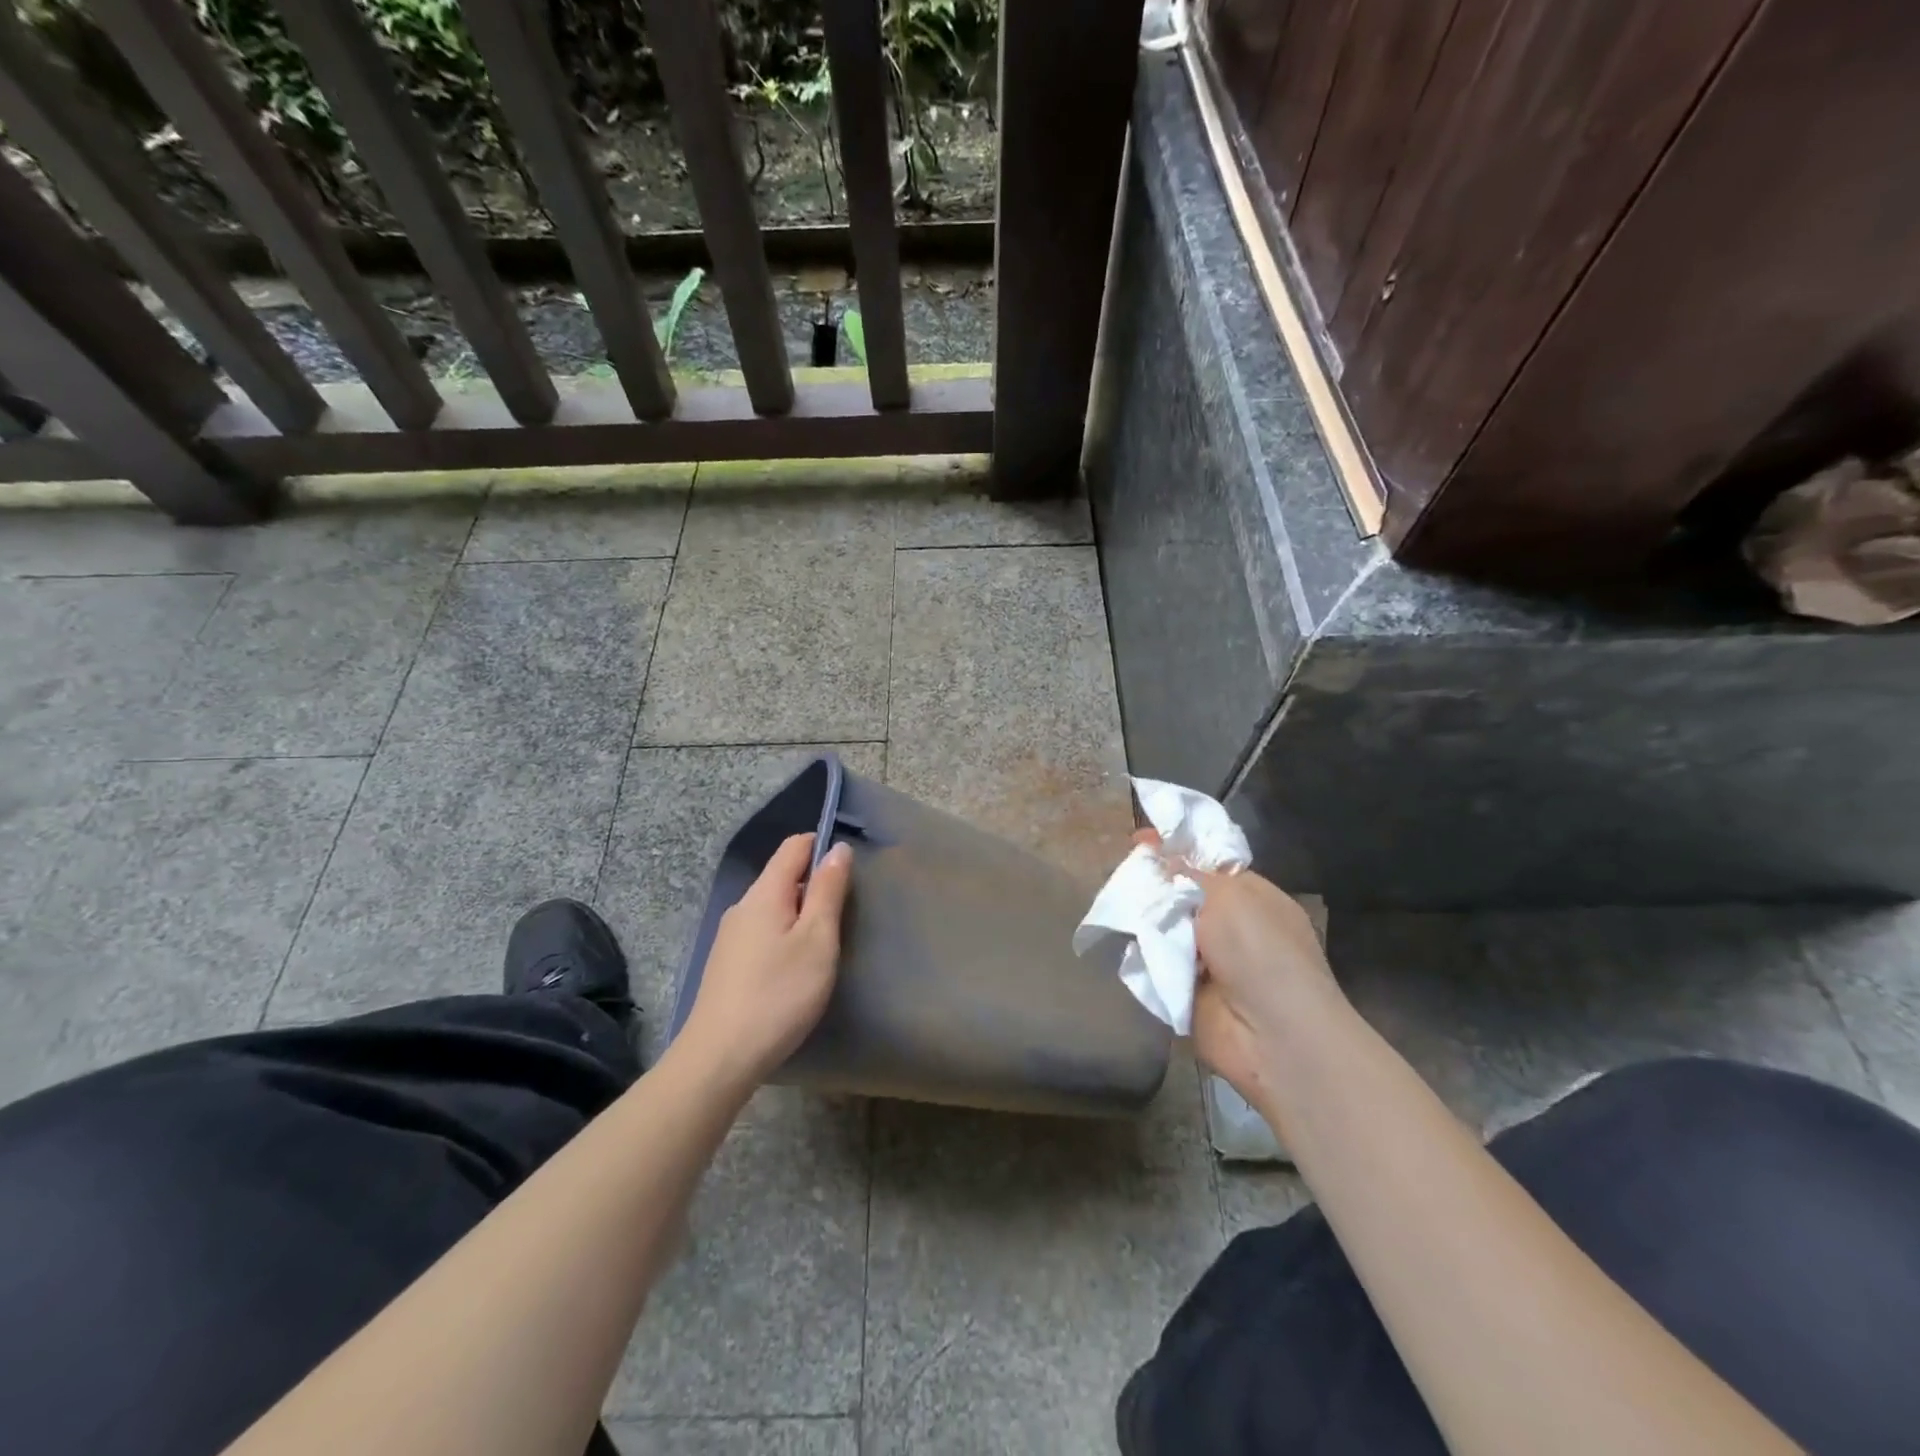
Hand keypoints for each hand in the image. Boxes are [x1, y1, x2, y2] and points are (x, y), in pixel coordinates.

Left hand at [677, 832, 851, 1091]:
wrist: (719, 1058)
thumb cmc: (779, 994)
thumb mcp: (817, 940)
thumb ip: (828, 891)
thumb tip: (837, 848)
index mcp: (765, 893)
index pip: (794, 846)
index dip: (823, 845)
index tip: (851, 868)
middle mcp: (743, 906)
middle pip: (782, 876)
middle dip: (815, 883)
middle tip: (847, 911)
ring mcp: (730, 936)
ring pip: (773, 907)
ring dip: (801, 912)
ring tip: (827, 942)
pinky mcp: (727, 964)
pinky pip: (762, 931)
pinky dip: (785, 935)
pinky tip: (797, 967)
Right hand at [1135, 830, 1344, 1110]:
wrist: (1273, 1035)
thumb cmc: (1261, 952)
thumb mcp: (1229, 895)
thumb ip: (1189, 872)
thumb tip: (1160, 852)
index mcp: (1250, 896)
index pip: (1206, 864)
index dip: (1174, 851)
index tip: (1139, 841)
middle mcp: (1229, 926)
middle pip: (1179, 896)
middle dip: (1152, 886)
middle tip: (1123, 877)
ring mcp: (1206, 961)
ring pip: (1162, 929)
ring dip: (1143, 922)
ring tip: (1118, 909)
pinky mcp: (1184, 991)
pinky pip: (1154, 965)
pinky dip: (1141, 958)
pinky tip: (1125, 946)